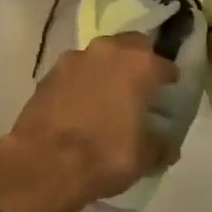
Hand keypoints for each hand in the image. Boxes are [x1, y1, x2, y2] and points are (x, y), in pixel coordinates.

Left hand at [0, 32, 177, 211]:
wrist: (43, 164)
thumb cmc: (104, 155)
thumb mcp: (145, 157)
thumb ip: (161, 145)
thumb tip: (167, 146)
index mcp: (138, 64)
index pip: (164, 65)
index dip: (169, 81)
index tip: (168, 95)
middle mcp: (107, 51)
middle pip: (130, 47)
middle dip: (137, 63)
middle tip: (139, 89)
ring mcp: (73, 59)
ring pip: (99, 57)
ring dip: (106, 71)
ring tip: (107, 99)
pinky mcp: (48, 74)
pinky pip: (74, 73)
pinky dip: (82, 84)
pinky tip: (81, 107)